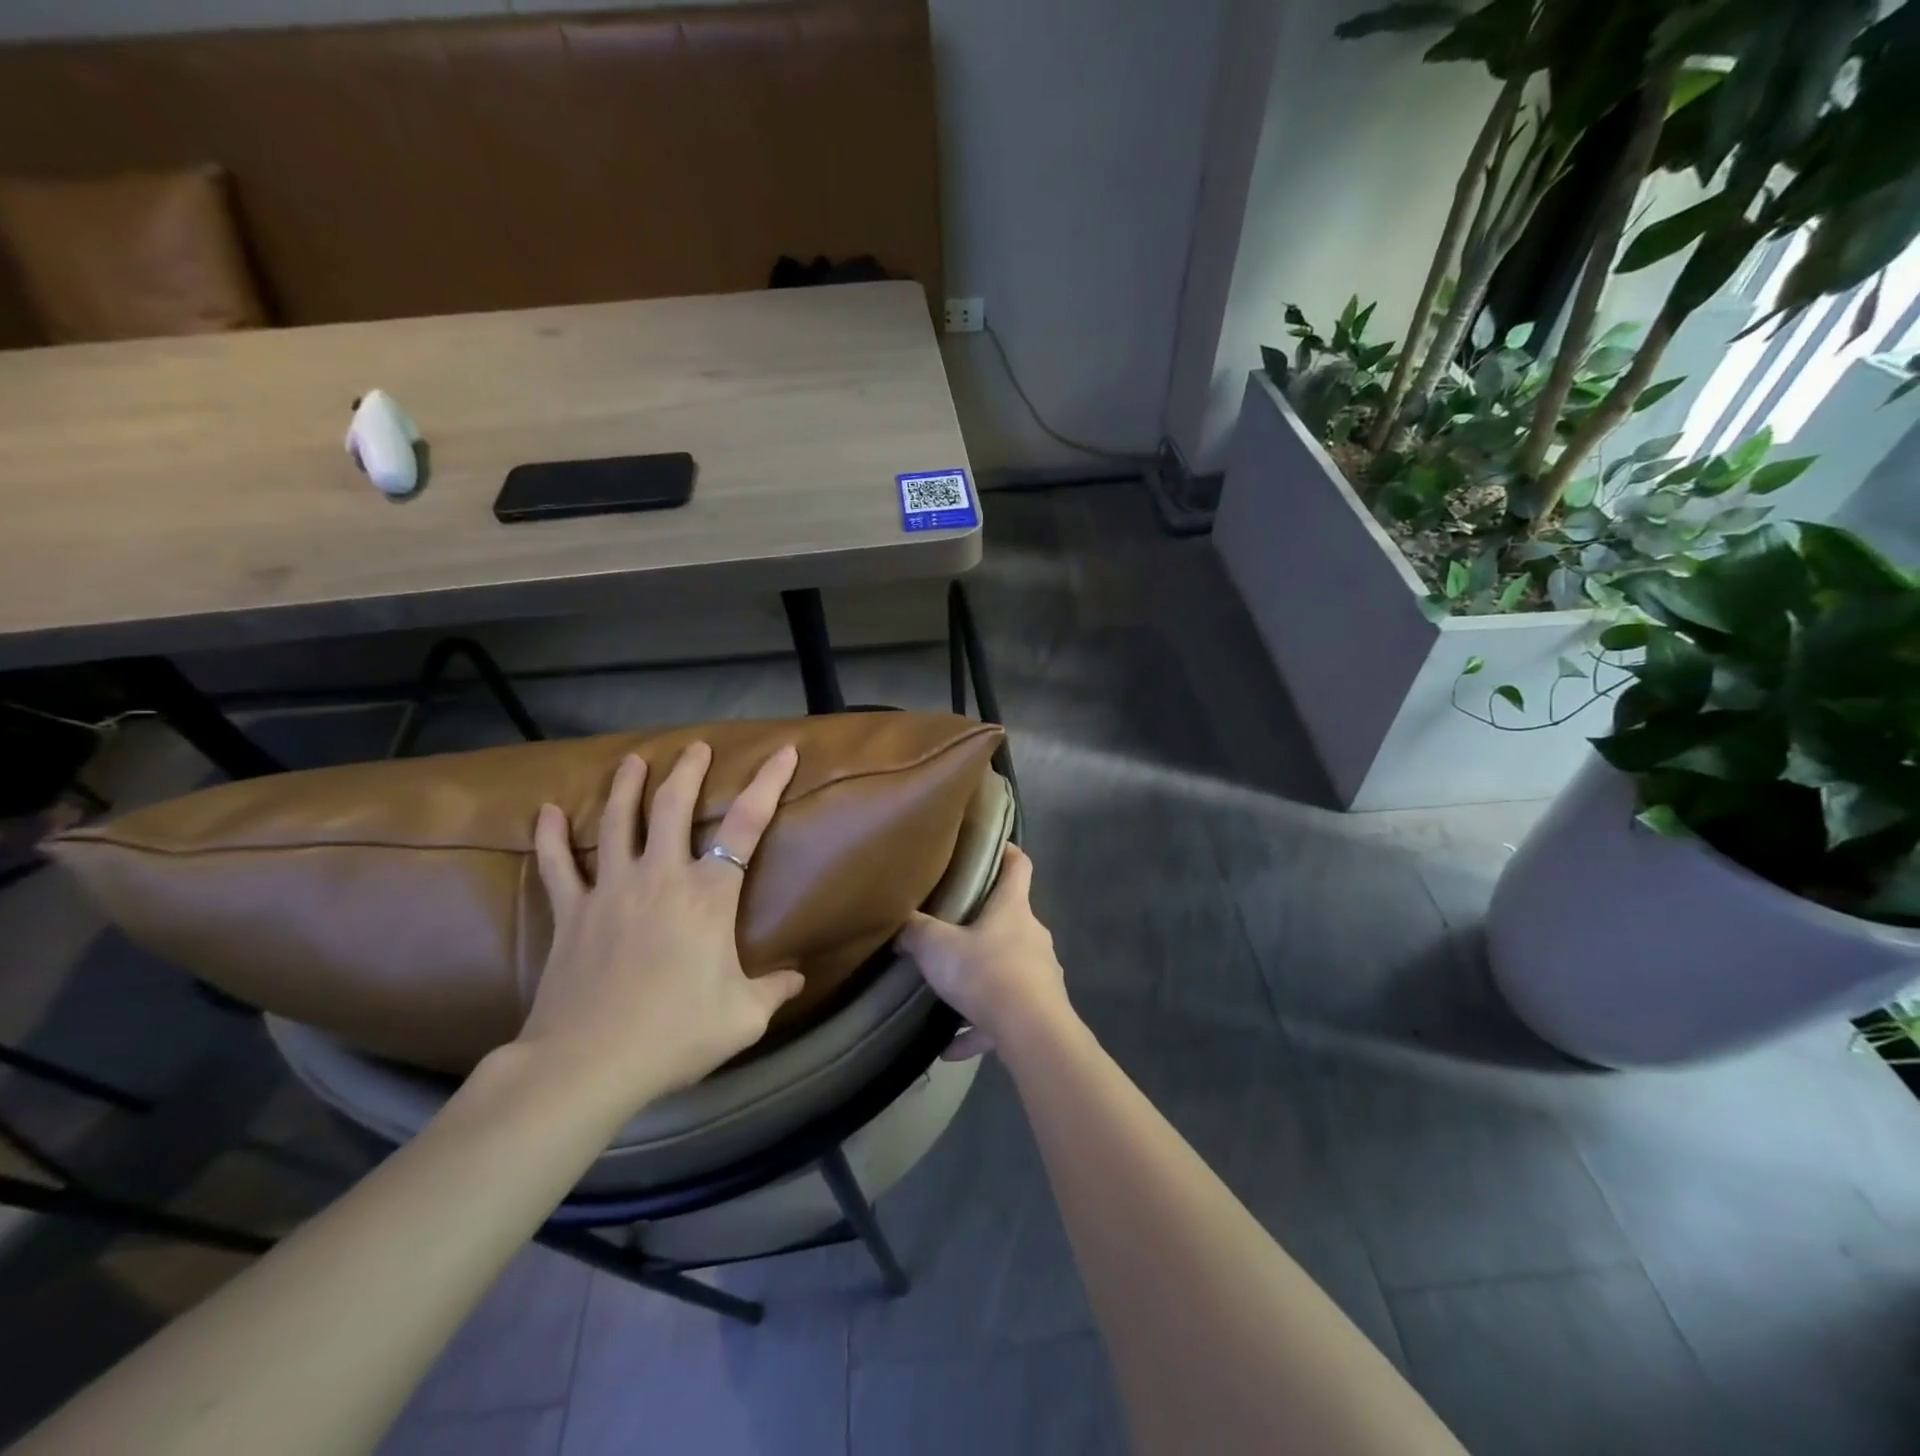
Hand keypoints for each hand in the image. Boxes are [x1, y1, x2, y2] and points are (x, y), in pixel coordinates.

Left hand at [515, 741, 806, 1109]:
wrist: (588, 1064)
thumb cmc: (675, 1034)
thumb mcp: (743, 1018)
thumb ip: (774, 990)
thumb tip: (799, 979)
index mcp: (709, 895)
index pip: (747, 824)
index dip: (768, 783)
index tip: (784, 752)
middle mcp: (661, 877)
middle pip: (673, 806)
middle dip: (688, 771)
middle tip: (696, 747)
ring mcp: (611, 890)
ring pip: (618, 822)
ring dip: (627, 786)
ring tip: (633, 760)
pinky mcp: (572, 913)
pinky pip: (558, 865)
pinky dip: (551, 836)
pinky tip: (547, 811)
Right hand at [898, 844, 1067, 1060]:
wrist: (1032, 1033)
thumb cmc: (985, 973)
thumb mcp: (937, 947)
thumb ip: (915, 931)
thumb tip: (898, 922)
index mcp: (1013, 909)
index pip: (1019, 866)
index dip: (1007, 852)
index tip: (994, 847)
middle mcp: (1032, 935)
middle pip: (1011, 918)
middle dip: (985, 922)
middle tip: (953, 926)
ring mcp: (1041, 974)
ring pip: (1008, 968)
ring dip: (981, 980)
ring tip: (948, 993)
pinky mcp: (1040, 1010)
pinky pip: (1003, 1015)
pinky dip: (980, 1027)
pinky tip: (950, 1048)